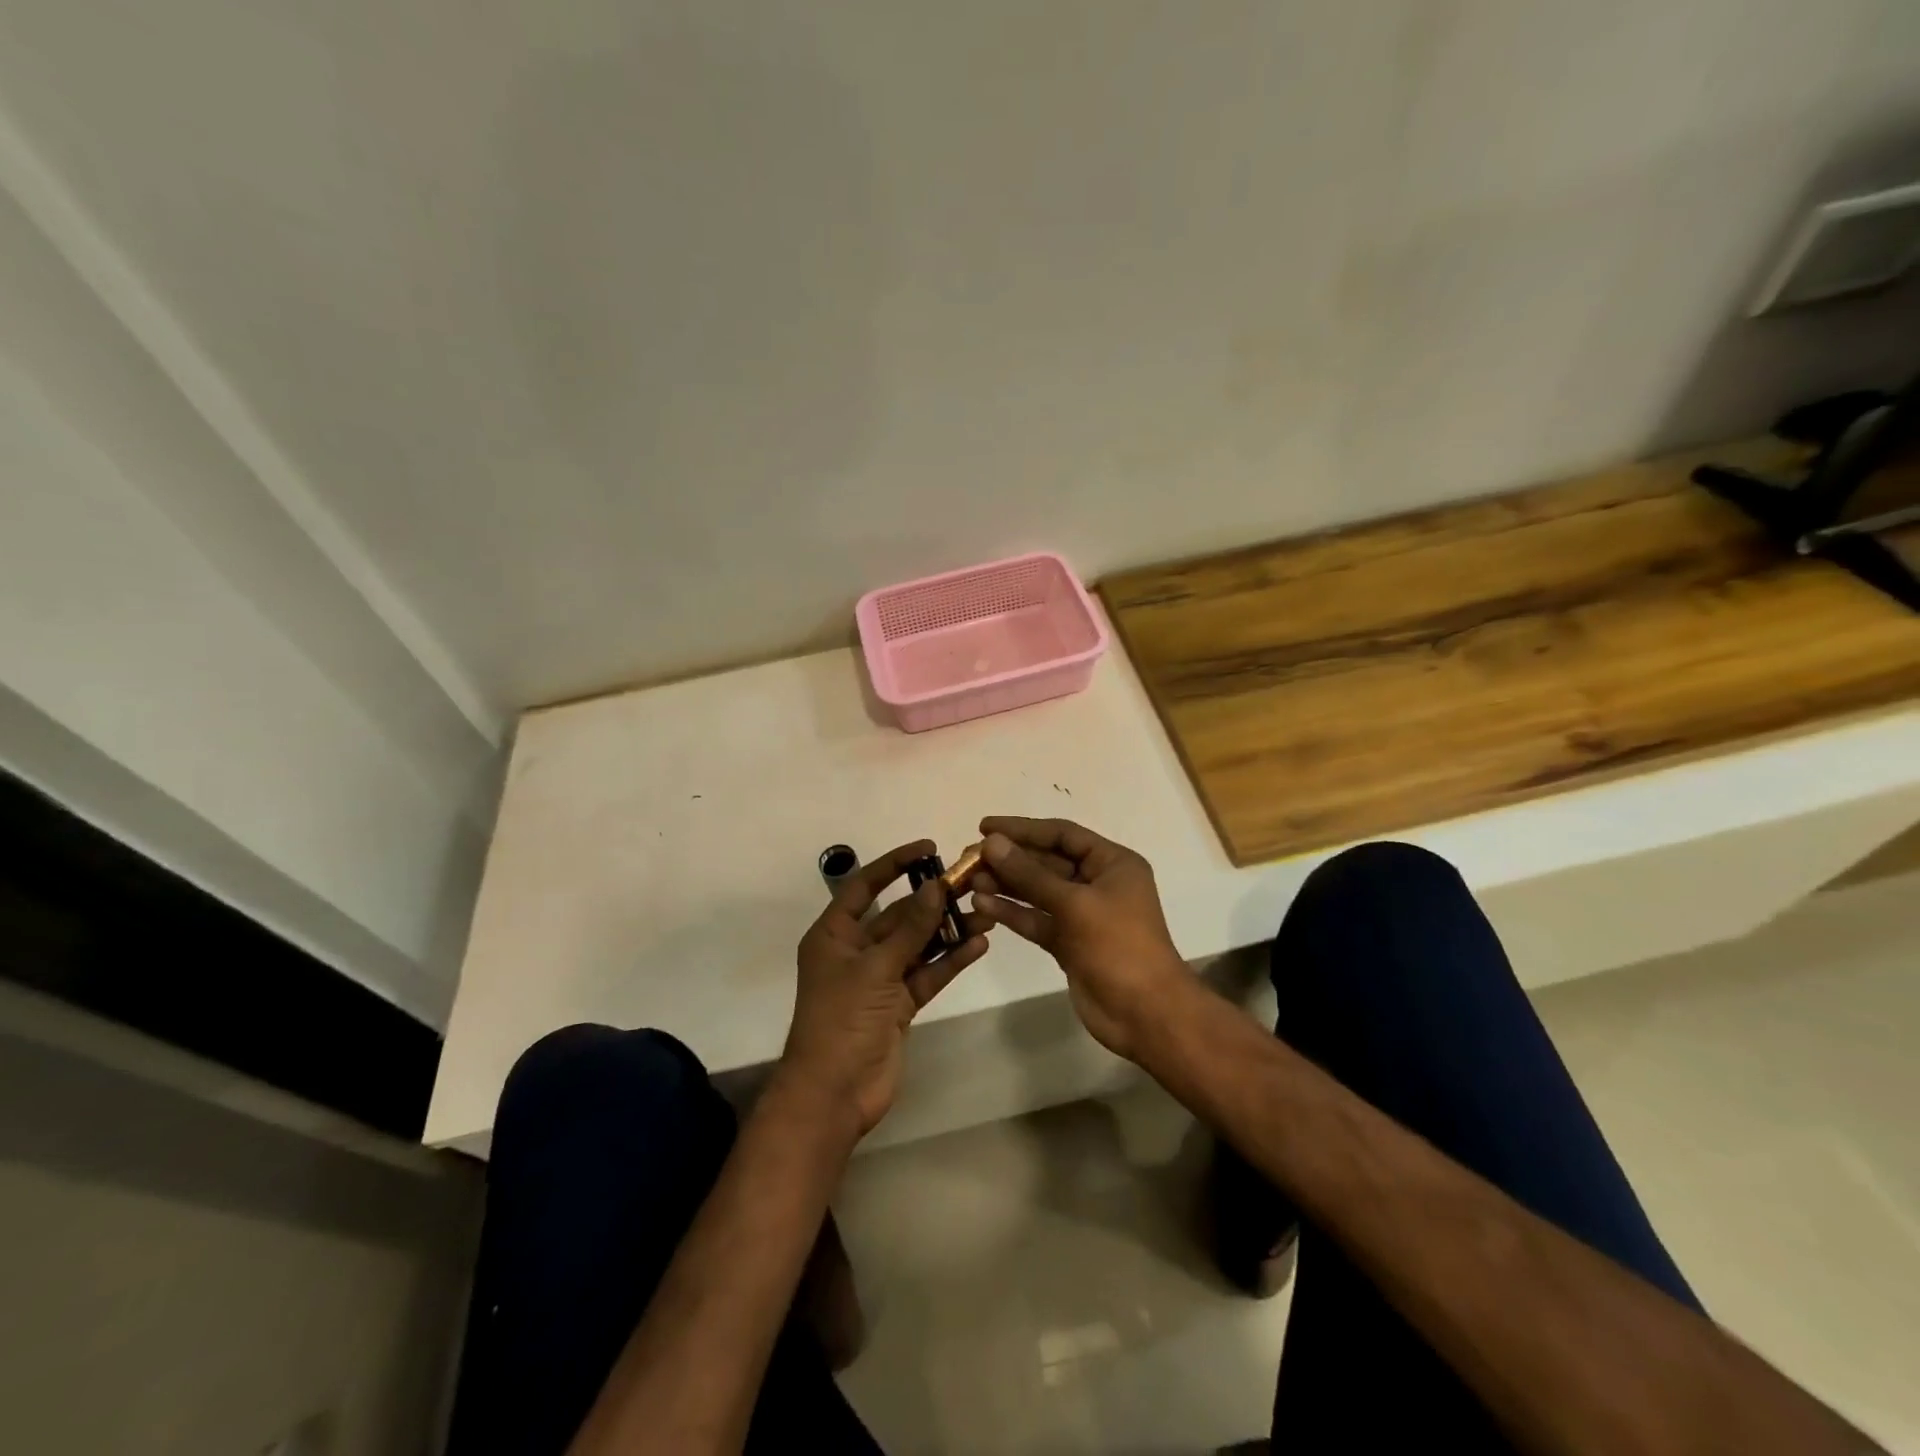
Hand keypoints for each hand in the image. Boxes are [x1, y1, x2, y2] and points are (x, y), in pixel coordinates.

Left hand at [782, 840, 989, 1137]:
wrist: (834, 1094)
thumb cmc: (842, 1020)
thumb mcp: (876, 968)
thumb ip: (910, 928)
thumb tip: (935, 886)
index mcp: (835, 934)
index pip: (864, 886)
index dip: (894, 864)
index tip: (929, 849)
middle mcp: (857, 950)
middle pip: (898, 916)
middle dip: (932, 901)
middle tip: (971, 884)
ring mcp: (880, 978)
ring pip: (918, 945)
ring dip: (948, 930)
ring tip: (986, 915)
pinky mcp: (899, 1004)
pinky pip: (928, 974)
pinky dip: (951, 960)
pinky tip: (979, 946)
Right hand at [968, 817, 1186, 1059]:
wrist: (1145, 1014)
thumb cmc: (1118, 946)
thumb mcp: (1074, 904)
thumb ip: (1030, 874)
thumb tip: (992, 843)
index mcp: (1112, 863)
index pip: (1062, 835)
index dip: (1023, 829)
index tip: (984, 827)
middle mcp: (1097, 883)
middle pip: (1046, 861)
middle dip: (1009, 859)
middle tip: (969, 857)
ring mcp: (1082, 914)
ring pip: (1037, 891)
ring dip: (1005, 885)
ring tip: (969, 881)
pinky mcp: (1068, 942)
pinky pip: (1036, 919)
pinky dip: (1012, 912)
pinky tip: (982, 905)